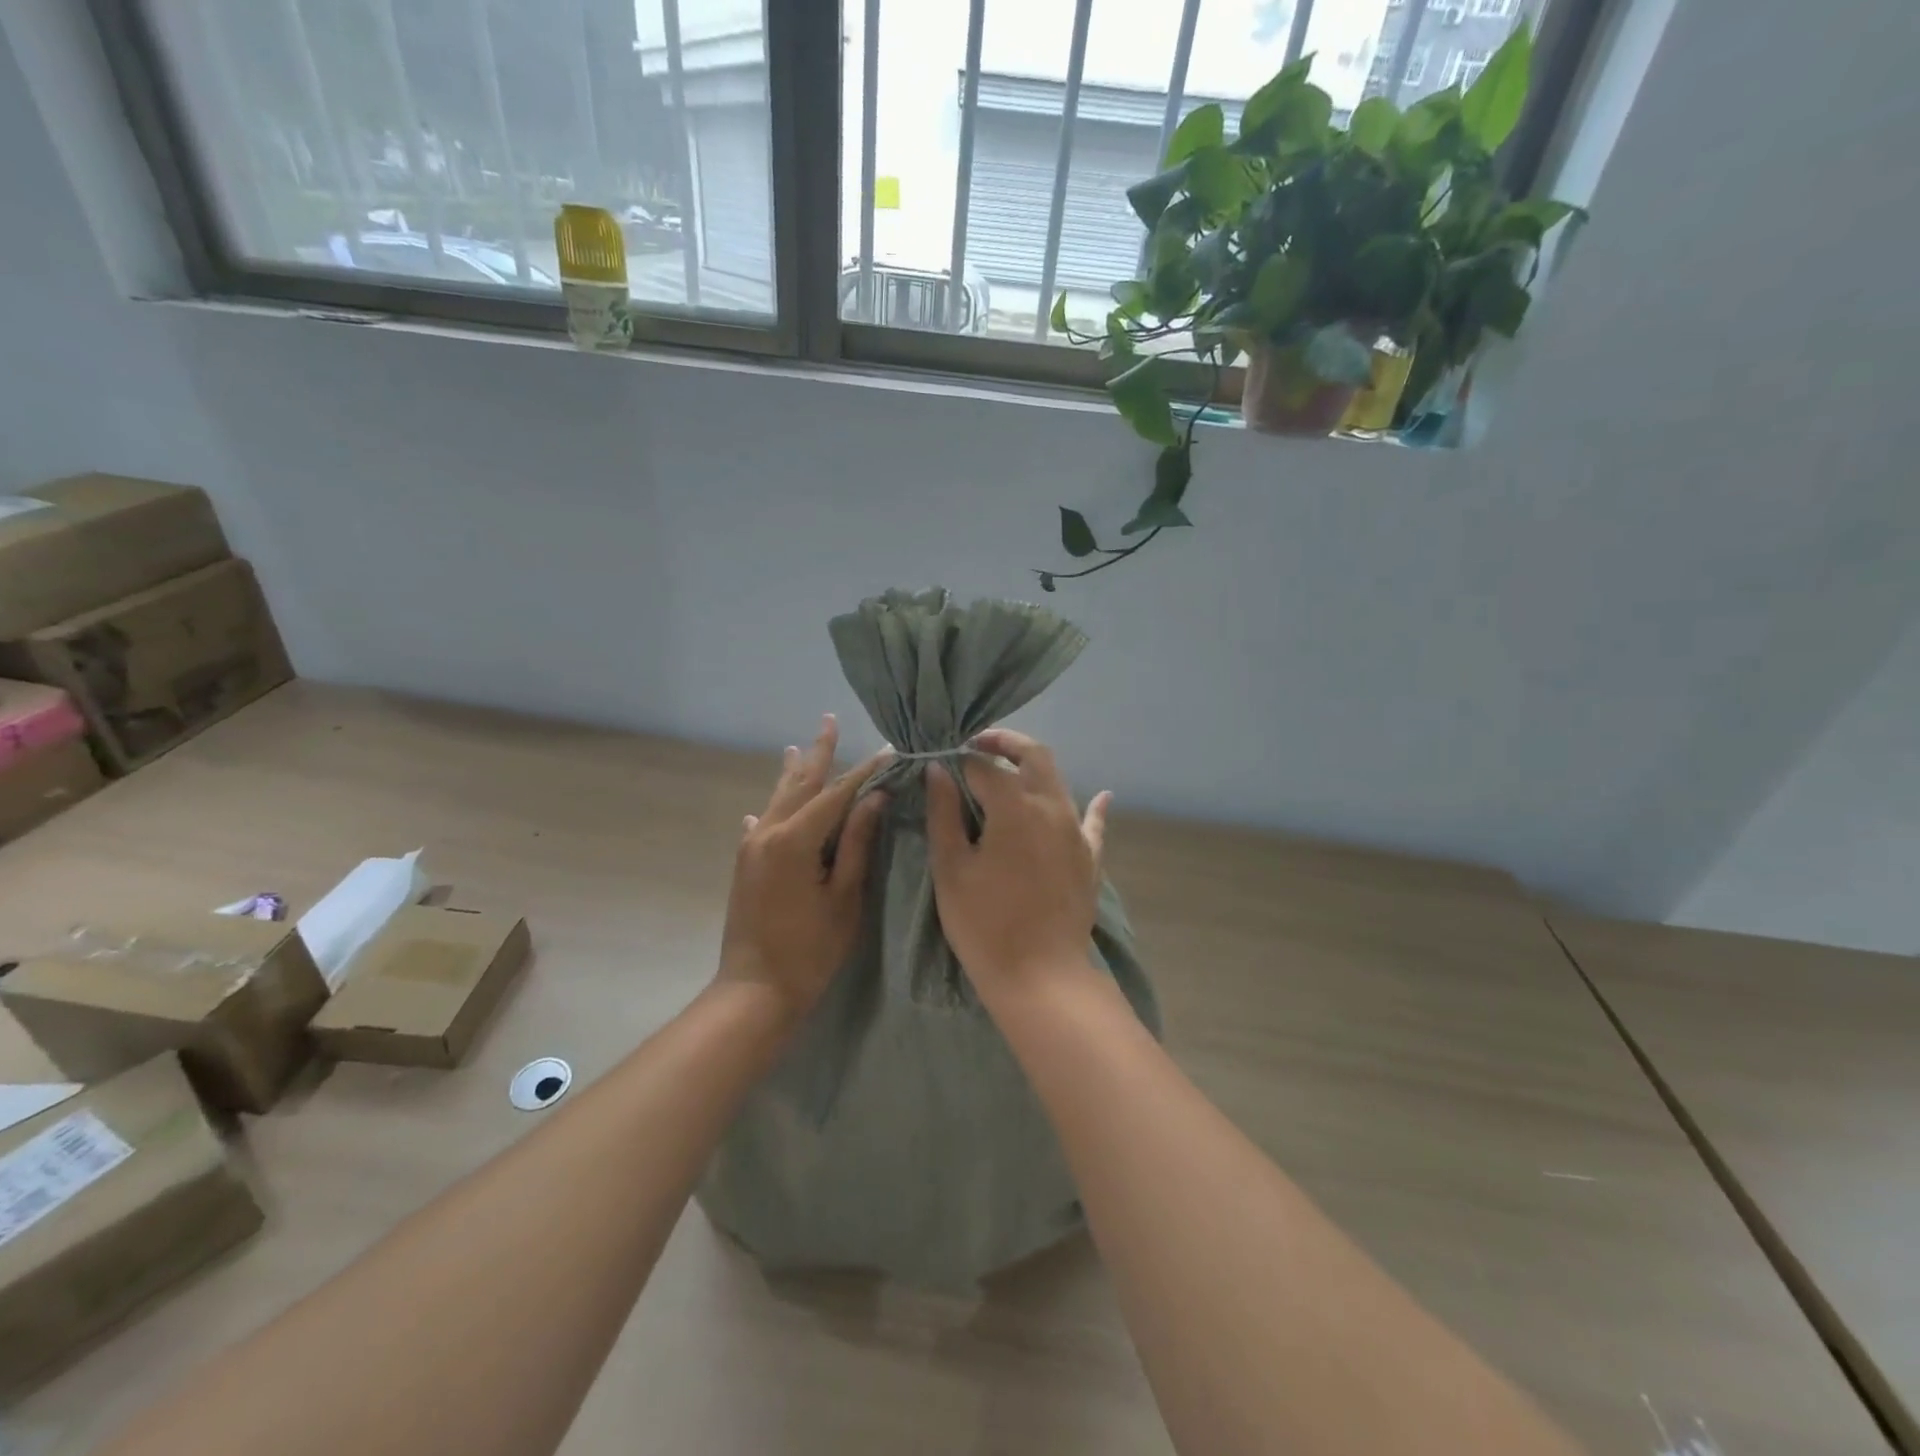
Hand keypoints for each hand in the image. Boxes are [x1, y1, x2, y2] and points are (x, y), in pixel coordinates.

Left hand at [717, 714, 889, 1019]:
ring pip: (776, 800)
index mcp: (794, 840)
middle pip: (799, 785)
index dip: (863, 771)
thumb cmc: (809, 949)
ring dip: (792, 774)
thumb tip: (874, 799)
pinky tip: (764, 807)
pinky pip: (761, 824)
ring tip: (797, 747)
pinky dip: (772, 809)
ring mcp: (750, 848)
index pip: (835, 794)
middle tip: (829, 721)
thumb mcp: (844, 897)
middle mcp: (766, 833)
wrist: (754, 991)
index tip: (887, 751)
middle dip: (818, 753)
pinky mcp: (744, 864)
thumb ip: (856, 844)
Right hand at [925, 728, 1109, 1000]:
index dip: (958, 761)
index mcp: (1014, 805)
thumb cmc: (984, 924)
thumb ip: (943, 813)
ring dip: (1033, 769)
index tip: (940, 765)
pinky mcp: (1090, 857)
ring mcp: (1076, 831)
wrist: (1040, 975)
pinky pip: (1093, 822)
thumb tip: (938, 770)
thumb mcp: (951, 868)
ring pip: (1058, 782)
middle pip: (1033, 756)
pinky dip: (1094, 806)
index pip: (983, 767)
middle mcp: (1051, 806)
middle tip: (977, 745)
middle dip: (1005, 743)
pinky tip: (1103, 796)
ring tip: (1008, 772)